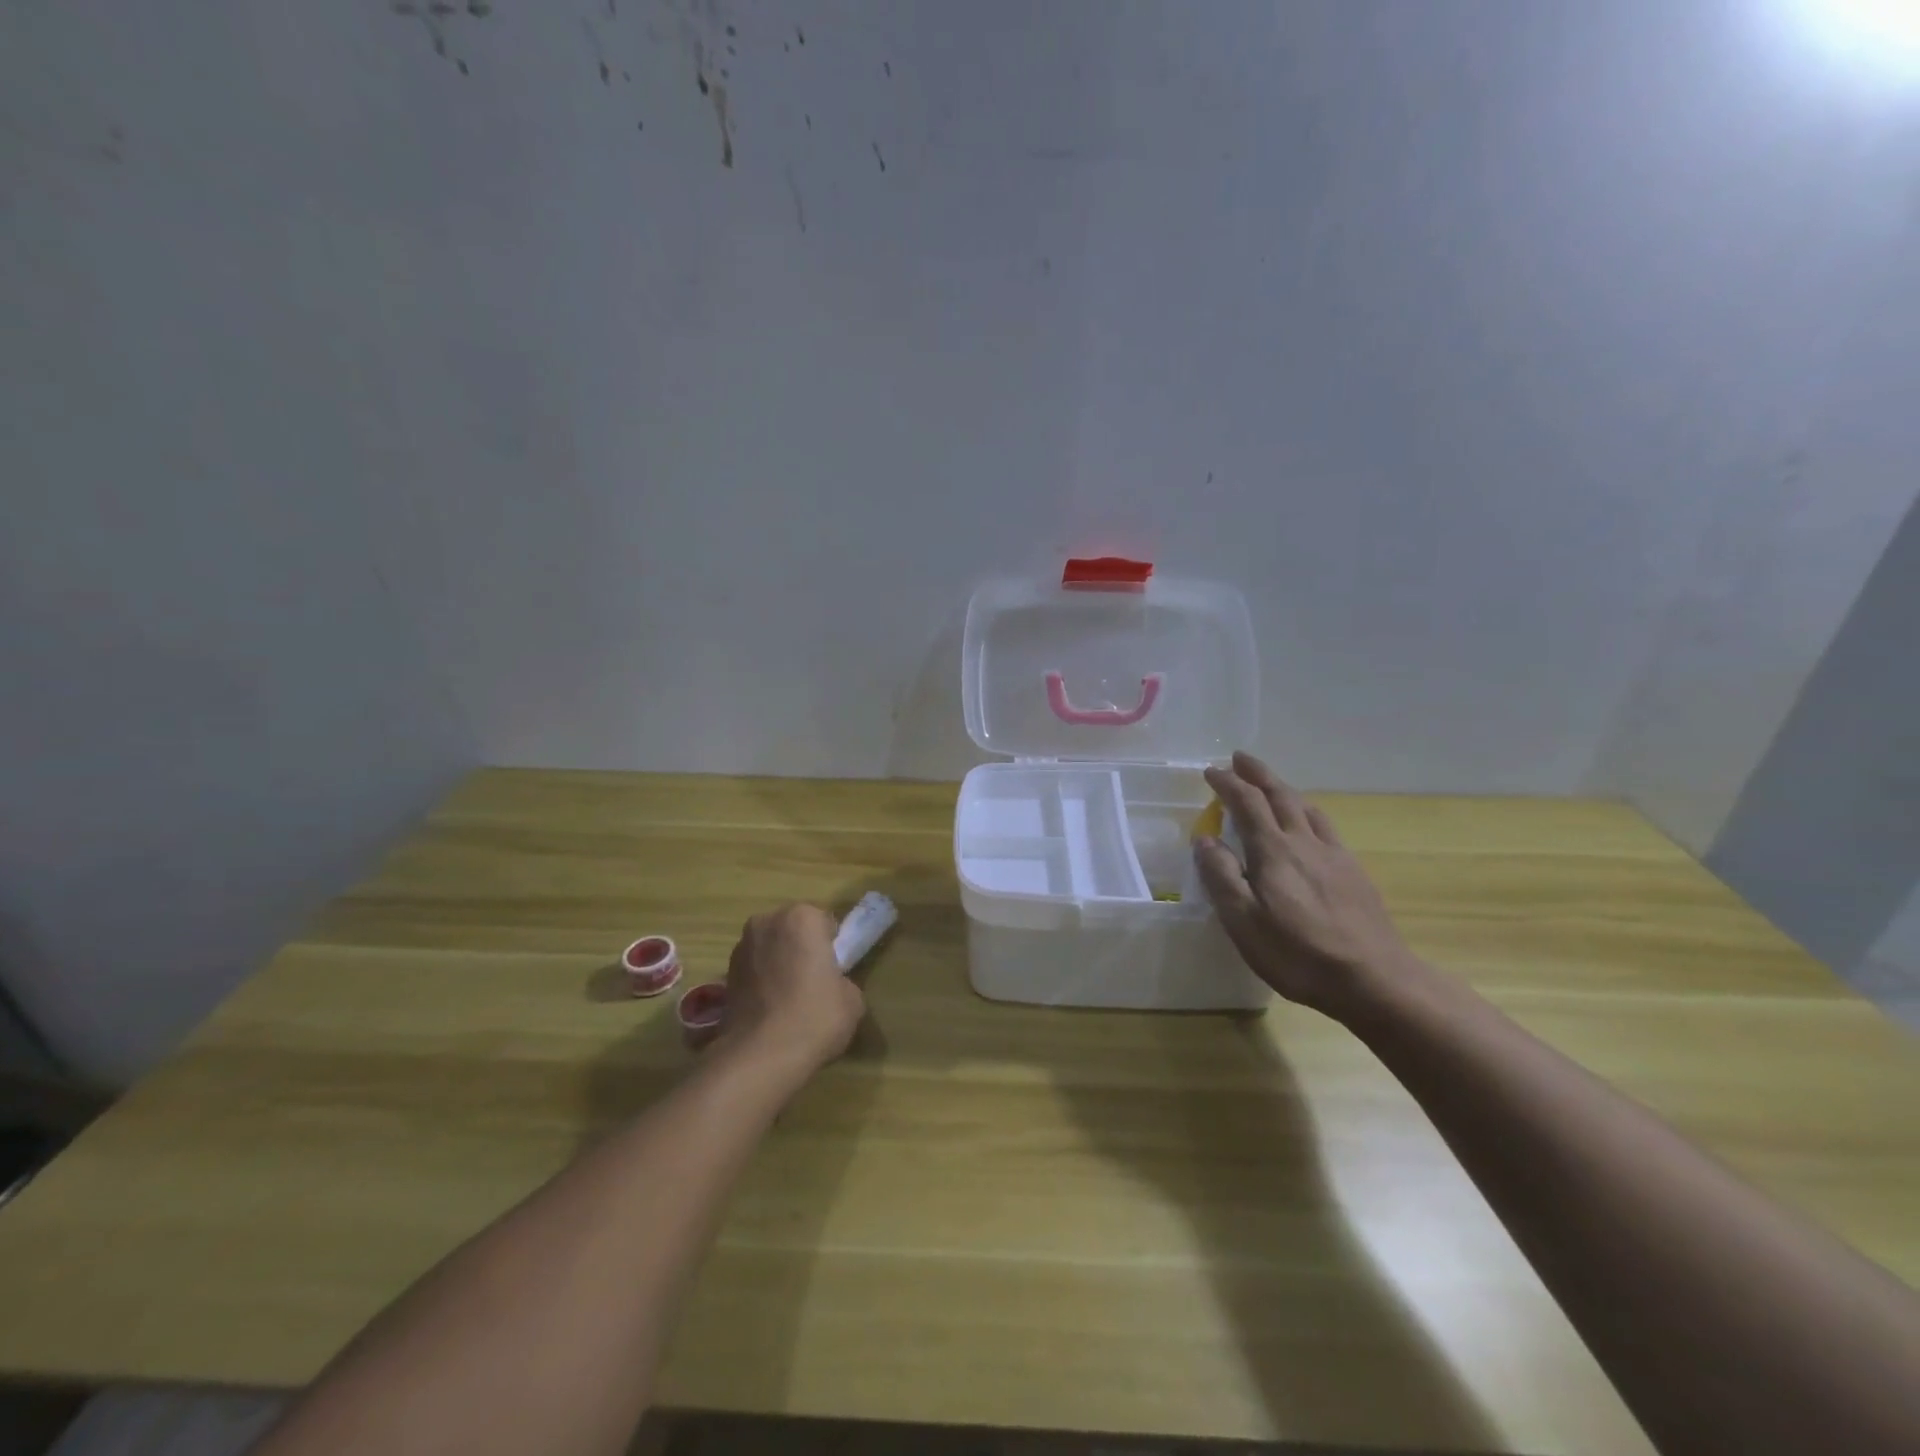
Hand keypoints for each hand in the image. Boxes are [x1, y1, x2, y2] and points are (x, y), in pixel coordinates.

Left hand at [718, 904, 864, 1077]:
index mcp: (802, 917)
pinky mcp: (724, 974)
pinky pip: (754, 970)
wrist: (761, 1056)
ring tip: (789, 1000)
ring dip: (779, 964)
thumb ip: (842, 979)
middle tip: (814, 983)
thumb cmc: (816, 1016)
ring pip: (771, 949)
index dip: (832, 947)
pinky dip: (762, 982)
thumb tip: (830, 986)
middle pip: (794, 930)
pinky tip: (771, 1010)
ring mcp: (741, 947)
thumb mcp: (852, 998)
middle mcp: (767, 922)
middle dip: (802, 949)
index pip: (825, 923)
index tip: (834, 971)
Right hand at [1193, 751, 1411, 1017]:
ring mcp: (1334, 856)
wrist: (1374, 979)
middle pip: (1280, 796)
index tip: (1211, 771)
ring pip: (1306, 808)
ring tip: (1271, 785)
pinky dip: (1308, 812)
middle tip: (1240, 758)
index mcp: (1274, 851)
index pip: (1247, 803)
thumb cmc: (1298, 953)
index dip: (1228, 784)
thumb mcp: (1243, 921)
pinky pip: (1325, 827)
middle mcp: (1304, 843)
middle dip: (1258, 774)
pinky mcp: (1354, 873)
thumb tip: (1205, 839)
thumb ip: (1220, 876)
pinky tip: (1310, 824)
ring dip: (1284, 790)